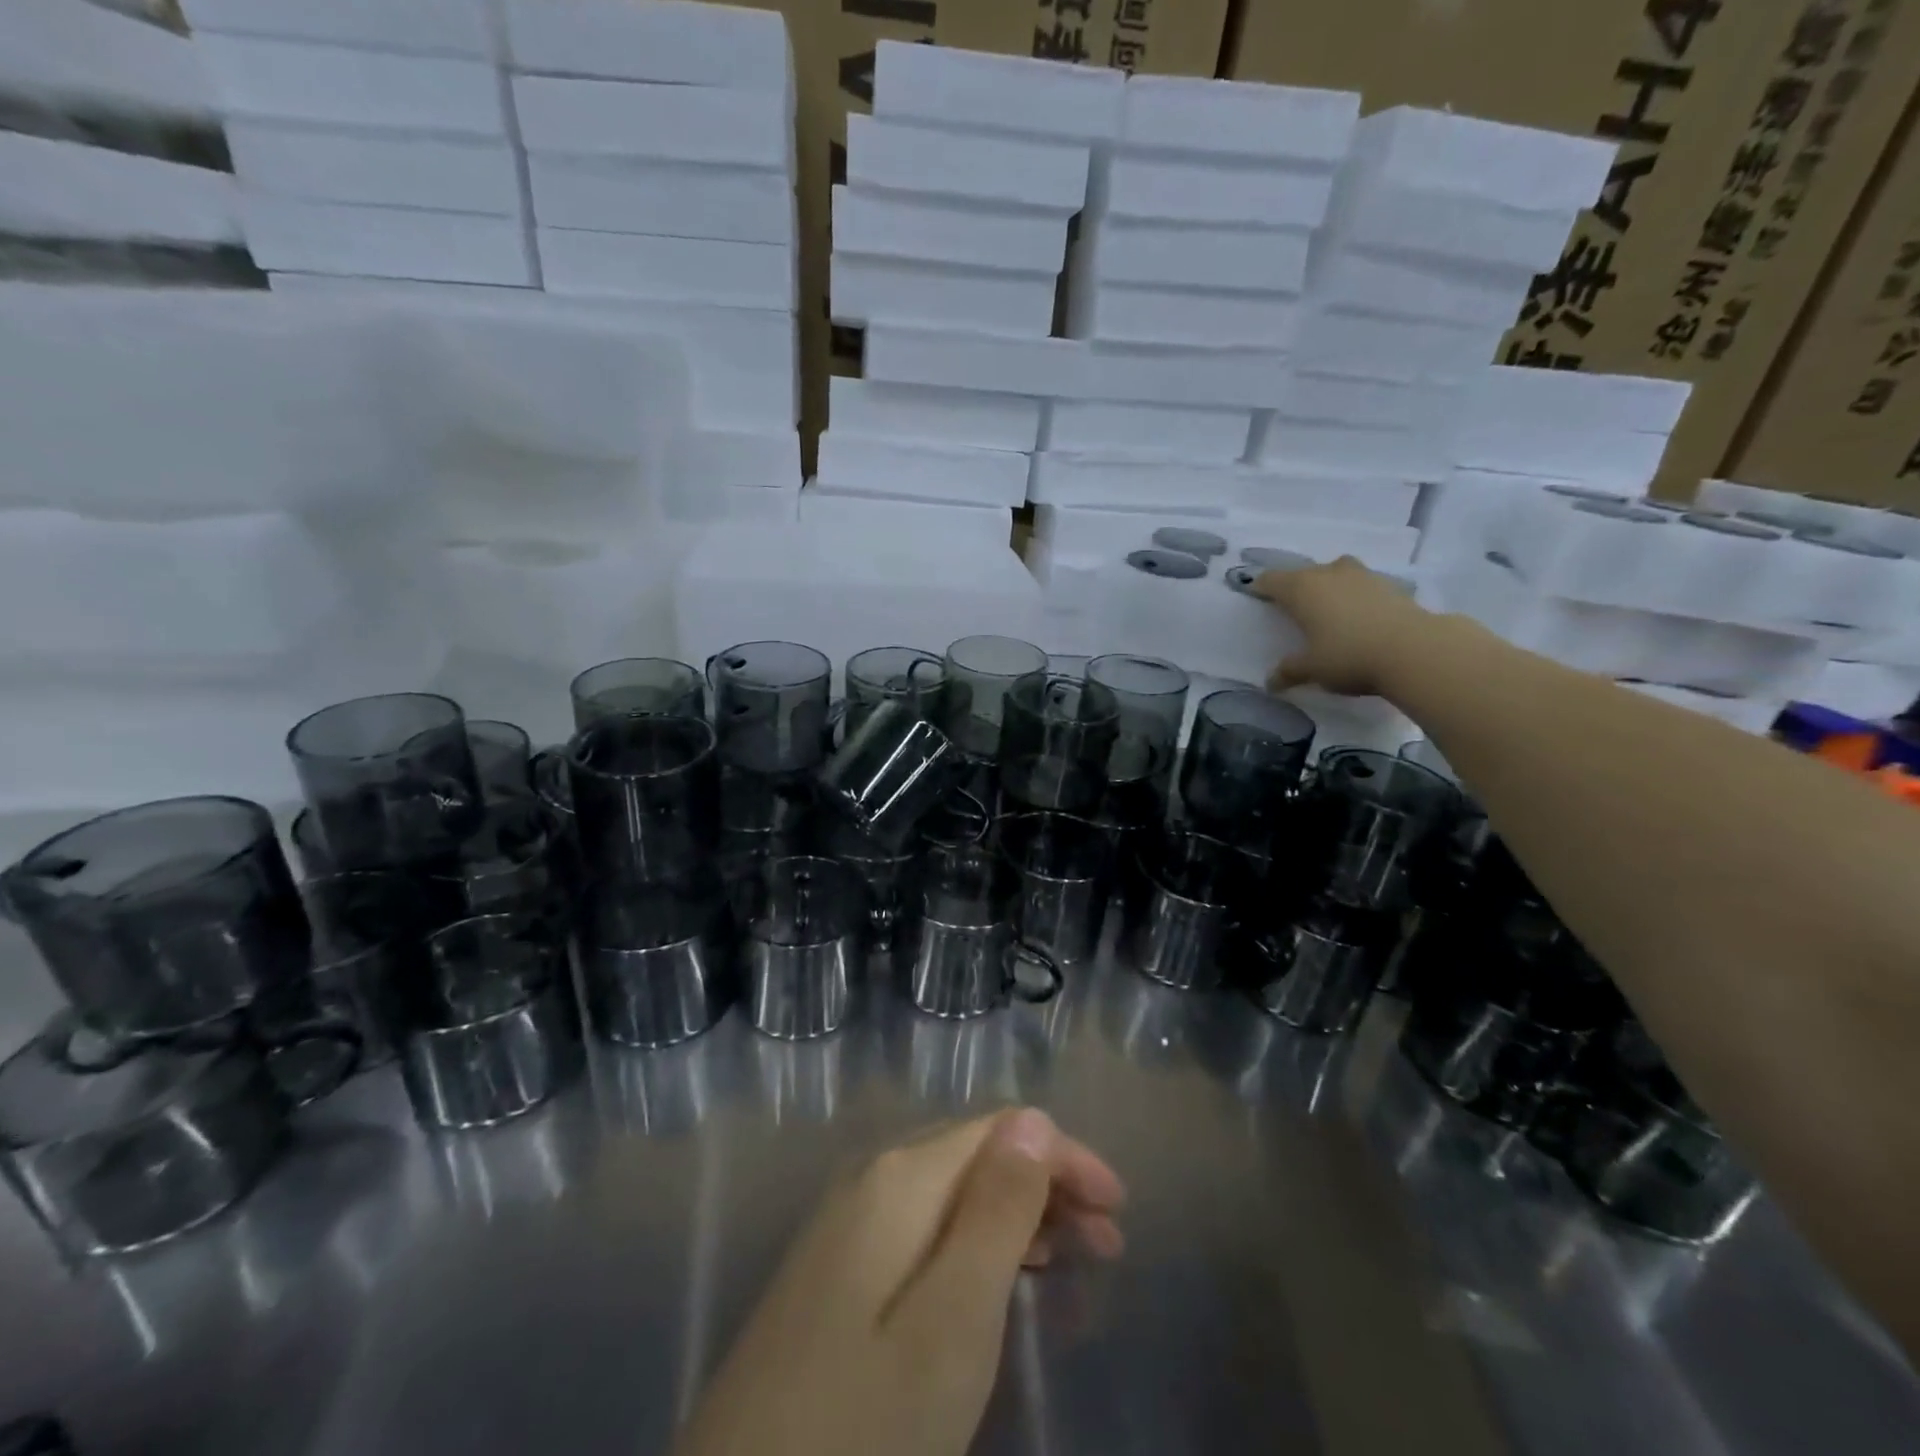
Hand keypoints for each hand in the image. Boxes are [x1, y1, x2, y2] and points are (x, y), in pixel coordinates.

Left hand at [674, 1109, 1124, 1455]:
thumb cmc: (862, 1422)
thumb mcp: (951, 1323)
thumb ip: (995, 1212)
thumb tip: (1033, 1119)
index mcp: (900, 1174)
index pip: (1001, 1128)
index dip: (1065, 1157)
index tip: (1119, 1210)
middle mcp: (870, 1176)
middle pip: (976, 1153)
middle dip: (1046, 1184)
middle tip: (1107, 1244)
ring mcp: (845, 1219)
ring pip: (951, 1189)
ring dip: (1015, 1213)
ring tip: (1068, 1260)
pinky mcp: (834, 1266)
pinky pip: (922, 1224)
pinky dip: (972, 1239)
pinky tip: (995, 1277)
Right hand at [1254, 556, 1436, 696]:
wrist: (1414, 650)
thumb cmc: (1348, 655)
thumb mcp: (1312, 669)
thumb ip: (1289, 671)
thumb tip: (1271, 682)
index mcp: (1301, 589)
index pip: (1271, 580)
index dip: (1260, 588)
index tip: (1255, 597)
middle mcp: (1328, 573)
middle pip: (1303, 574)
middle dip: (1295, 588)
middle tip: (1291, 608)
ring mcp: (1362, 575)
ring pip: (1335, 573)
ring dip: (1327, 586)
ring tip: (1326, 608)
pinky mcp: (1389, 585)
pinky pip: (1360, 585)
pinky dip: (1353, 596)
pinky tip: (1357, 616)